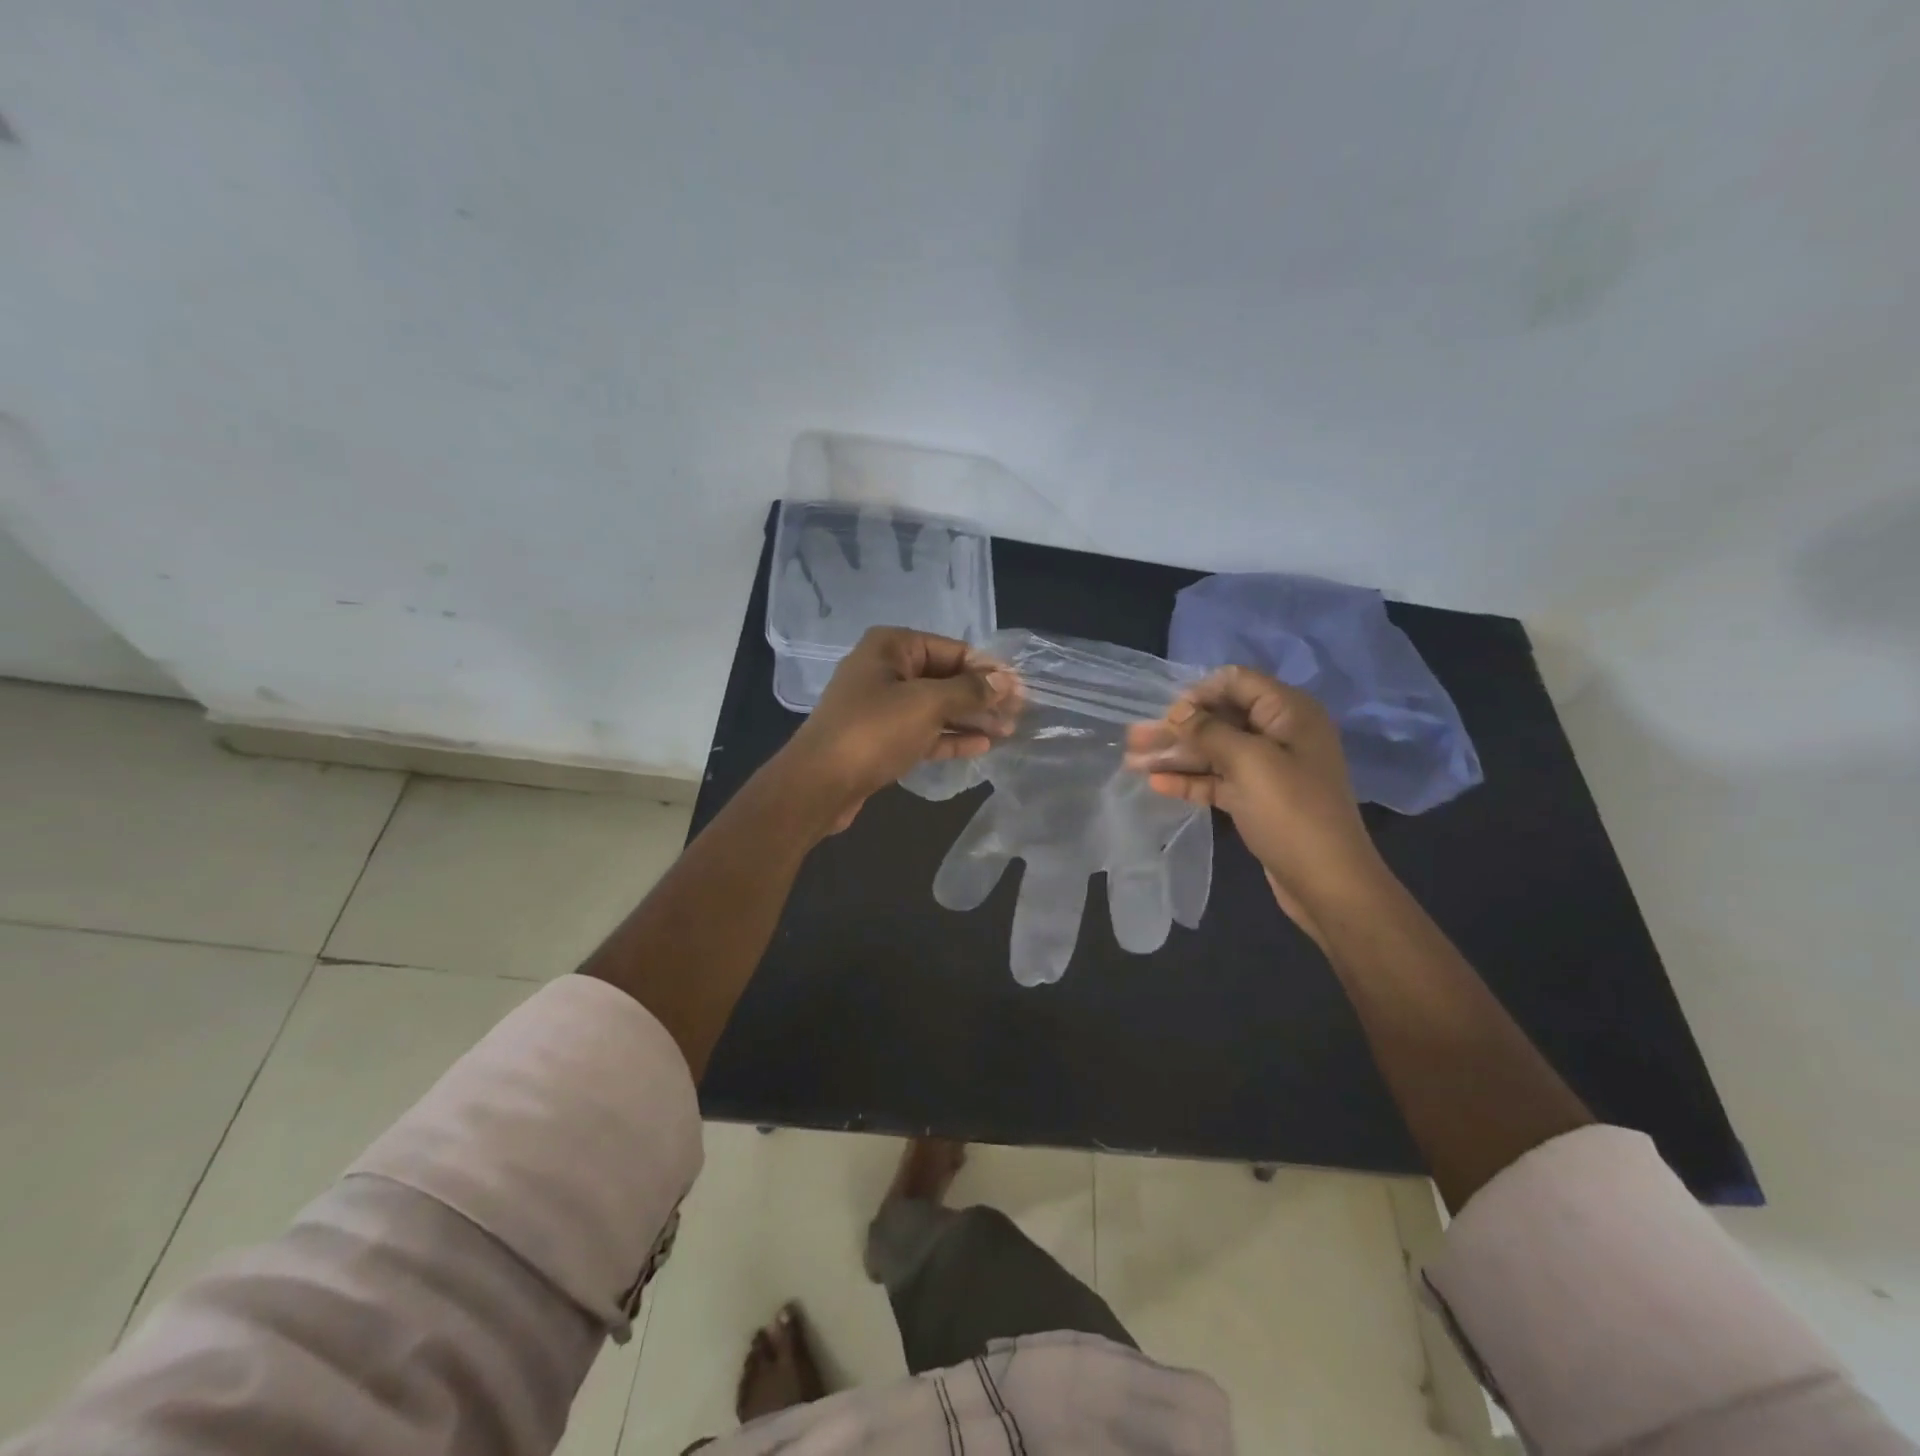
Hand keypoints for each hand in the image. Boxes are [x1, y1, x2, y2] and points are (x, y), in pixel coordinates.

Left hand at [779, 628, 1013, 833]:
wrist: (819, 784)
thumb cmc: (873, 731)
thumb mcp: (926, 704)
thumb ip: (969, 691)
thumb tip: (1005, 682)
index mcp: (892, 646)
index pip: (952, 649)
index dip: (988, 668)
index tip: (1020, 688)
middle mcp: (886, 669)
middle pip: (945, 678)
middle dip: (982, 695)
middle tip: (1020, 713)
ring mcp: (882, 706)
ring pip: (936, 707)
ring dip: (971, 718)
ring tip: (1009, 731)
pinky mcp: (881, 738)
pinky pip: (923, 731)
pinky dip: (950, 736)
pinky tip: (982, 745)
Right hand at [1124, 666, 1389, 942]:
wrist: (1328, 883)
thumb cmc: (1292, 812)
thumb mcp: (1249, 762)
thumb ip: (1209, 731)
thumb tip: (1179, 711)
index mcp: (1288, 713)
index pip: (1236, 682)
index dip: (1199, 693)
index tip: (1167, 716)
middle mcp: (1279, 733)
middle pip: (1219, 718)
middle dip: (1176, 727)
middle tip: (1132, 738)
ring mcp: (1268, 768)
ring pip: (1214, 751)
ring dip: (1175, 755)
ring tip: (1131, 762)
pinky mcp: (1257, 798)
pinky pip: (1218, 780)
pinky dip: (1190, 780)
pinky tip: (1157, 785)